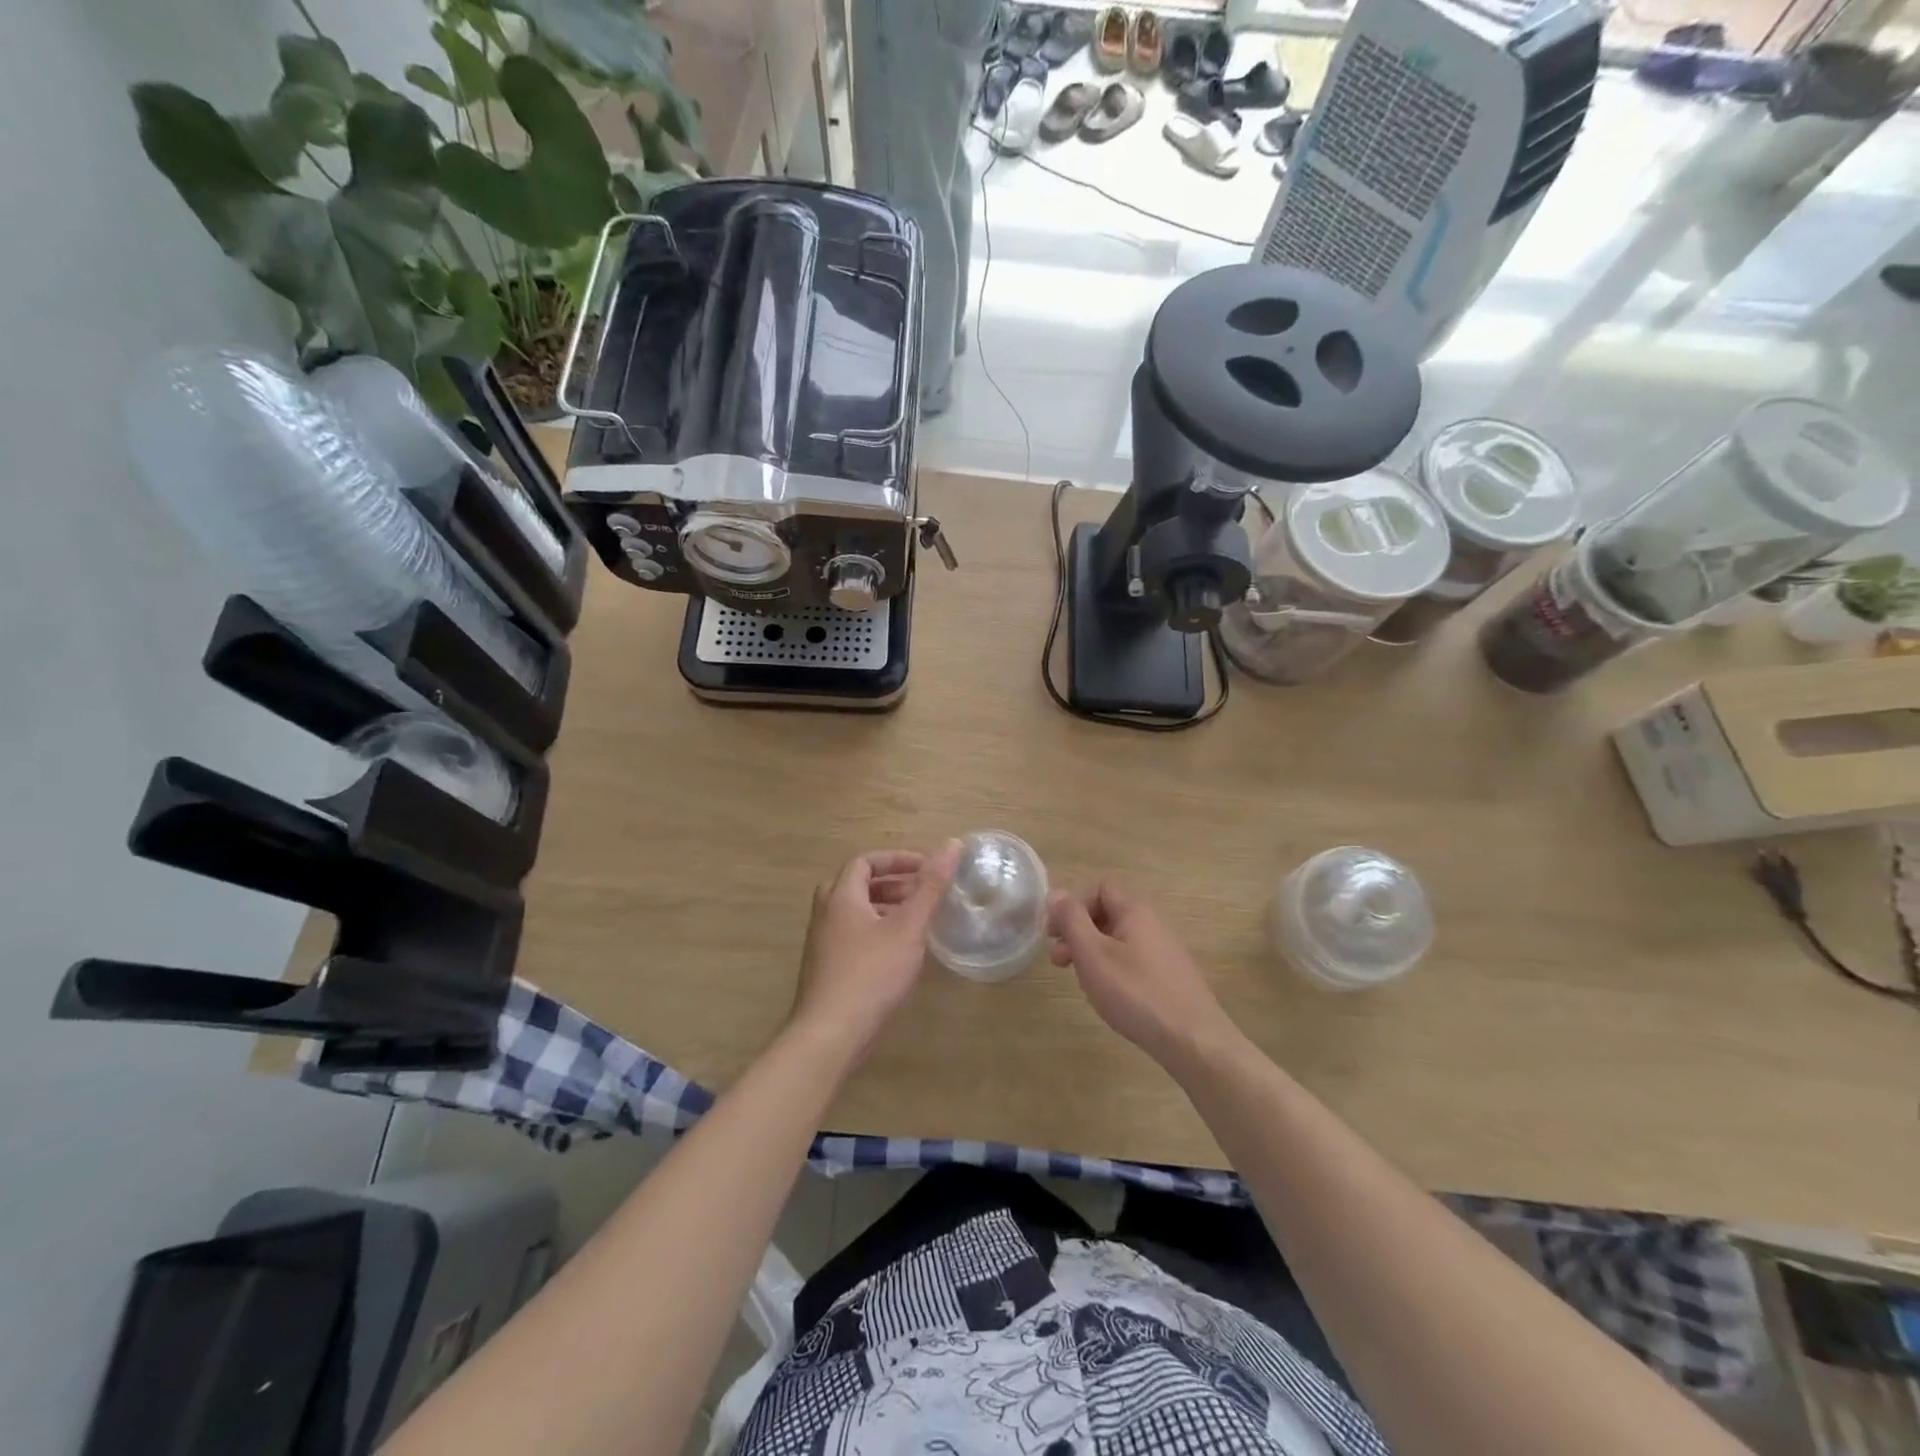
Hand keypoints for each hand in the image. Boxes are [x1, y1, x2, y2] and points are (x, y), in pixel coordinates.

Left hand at [788, 841, 963, 1065]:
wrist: (830, 1034)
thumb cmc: (871, 974)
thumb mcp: (908, 927)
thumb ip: (931, 886)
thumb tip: (953, 844)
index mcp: (840, 896)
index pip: (866, 861)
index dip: (897, 860)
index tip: (927, 868)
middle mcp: (825, 913)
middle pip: (859, 885)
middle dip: (894, 884)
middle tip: (923, 894)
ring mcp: (822, 942)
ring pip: (856, 912)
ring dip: (886, 908)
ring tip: (917, 921)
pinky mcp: (826, 968)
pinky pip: (853, 935)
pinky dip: (877, 931)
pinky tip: (899, 953)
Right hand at [1047, 878, 1240, 1071]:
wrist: (1195, 1041)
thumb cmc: (1136, 993)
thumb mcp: (1093, 954)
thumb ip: (1072, 920)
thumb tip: (1056, 892)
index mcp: (1135, 910)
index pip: (1100, 886)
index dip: (1074, 904)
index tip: (1054, 934)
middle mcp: (1153, 923)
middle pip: (1108, 912)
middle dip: (1078, 931)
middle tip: (1059, 961)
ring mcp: (1165, 951)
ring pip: (1119, 939)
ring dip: (1092, 953)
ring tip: (1082, 982)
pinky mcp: (1170, 977)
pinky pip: (1133, 960)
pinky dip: (1113, 970)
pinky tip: (1110, 996)